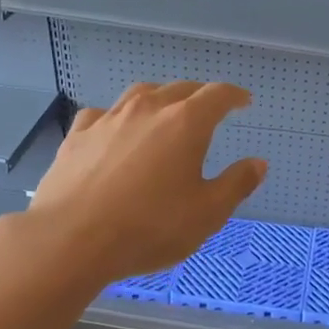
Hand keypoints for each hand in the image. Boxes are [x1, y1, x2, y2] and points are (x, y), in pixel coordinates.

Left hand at [23, 81, 266, 286]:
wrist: (70, 239)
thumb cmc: (149, 227)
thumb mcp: (207, 214)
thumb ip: (236, 184)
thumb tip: (258, 163)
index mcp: (185, 123)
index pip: (217, 95)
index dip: (234, 95)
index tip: (244, 101)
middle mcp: (147, 109)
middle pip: (179, 88)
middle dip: (199, 95)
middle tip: (209, 108)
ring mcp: (108, 119)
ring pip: (140, 94)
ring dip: (159, 98)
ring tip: (165, 112)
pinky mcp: (77, 136)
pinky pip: (103, 114)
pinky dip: (118, 118)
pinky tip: (115, 131)